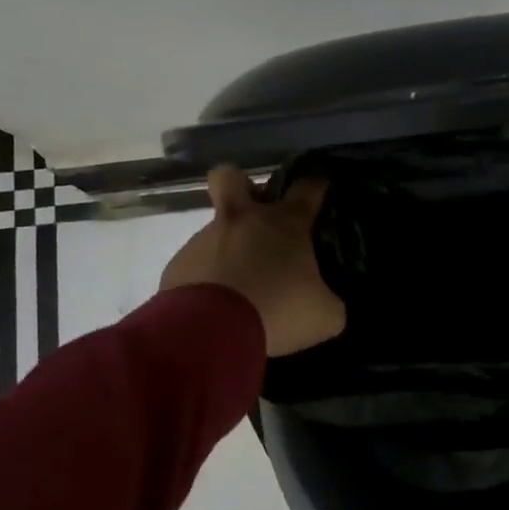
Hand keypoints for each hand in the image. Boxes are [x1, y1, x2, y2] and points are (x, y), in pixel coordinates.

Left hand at [159, 168, 346, 356]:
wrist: (209, 332)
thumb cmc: (277, 311)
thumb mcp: (324, 316)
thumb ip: (329, 302)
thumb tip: (326, 302)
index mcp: (285, 224)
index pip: (307, 188)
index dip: (316, 187)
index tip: (320, 191)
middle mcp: (243, 220)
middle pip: (233, 177)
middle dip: (244, 187)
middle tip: (258, 216)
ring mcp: (205, 239)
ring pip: (216, 228)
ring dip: (229, 248)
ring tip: (240, 286)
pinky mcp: (179, 264)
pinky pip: (197, 263)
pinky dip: (208, 278)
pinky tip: (215, 305)